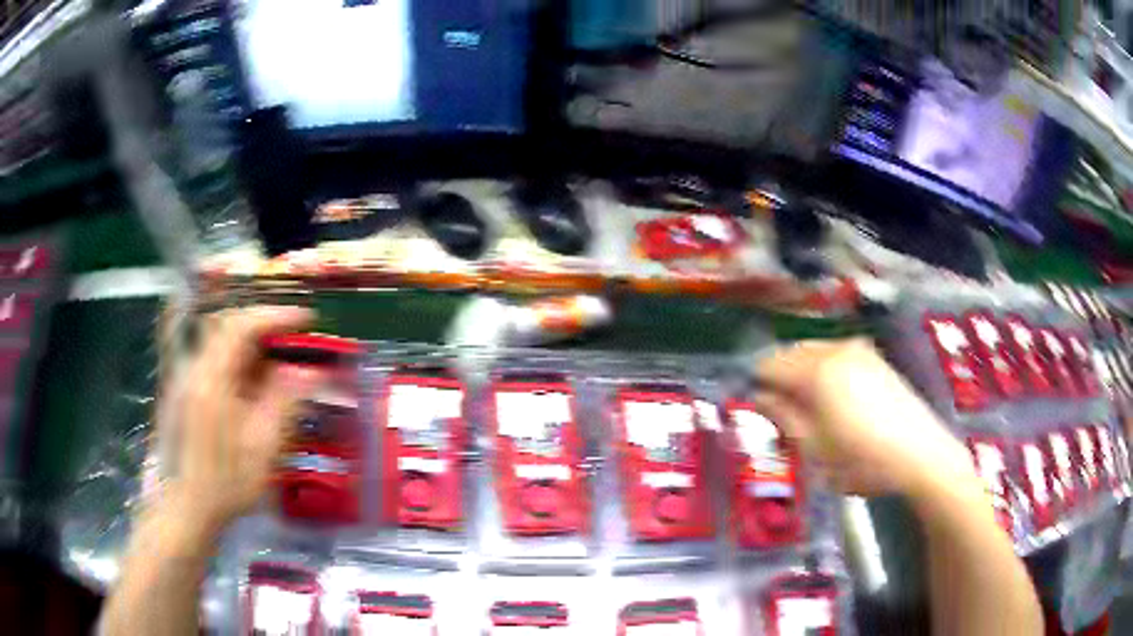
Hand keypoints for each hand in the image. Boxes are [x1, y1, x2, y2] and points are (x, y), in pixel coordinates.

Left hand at [157, 306, 323, 544]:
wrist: (186, 506)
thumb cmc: (226, 482)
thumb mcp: (263, 446)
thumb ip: (285, 402)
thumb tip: (312, 371)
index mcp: (212, 378)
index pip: (242, 325)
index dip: (276, 316)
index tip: (306, 319)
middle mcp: (194, 368)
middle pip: (227, 325)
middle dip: (262, 325)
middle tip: (291, 338)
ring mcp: (185, 378)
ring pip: (218, 340)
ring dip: (248, 342)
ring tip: (275, 360)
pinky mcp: (183, 391)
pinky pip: (210, 358)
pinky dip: (234, 358)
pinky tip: (249, 380)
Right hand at [754, 339, 975, 499]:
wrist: (920, 455)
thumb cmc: (862, 460)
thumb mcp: (815, 448)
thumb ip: (783, 417)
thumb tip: (757, 396)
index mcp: (817, 371)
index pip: (769, 364)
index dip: (756, 385)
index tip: (755, 409)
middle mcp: (836, 350)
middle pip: (791, 353)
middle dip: (780, 378)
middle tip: (781, 414)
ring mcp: (859, 350)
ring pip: (814, 352)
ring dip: (802, 375)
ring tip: (807, 410)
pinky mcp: (875, 358)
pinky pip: (836, 356)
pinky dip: (824, 371)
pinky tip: (834, 400)